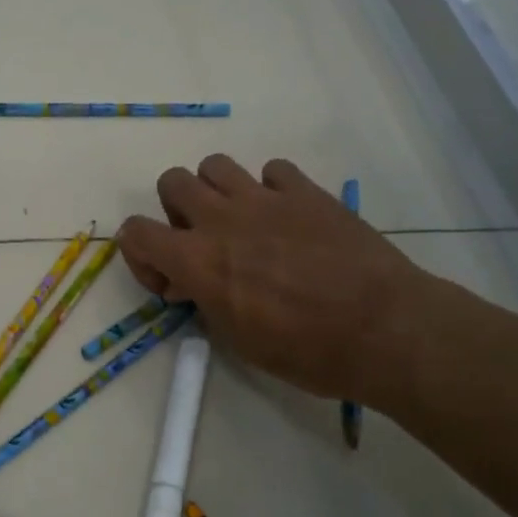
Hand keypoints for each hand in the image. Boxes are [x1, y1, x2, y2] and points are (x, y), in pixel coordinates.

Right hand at [116, 155, 431, 402]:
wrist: (383, 329)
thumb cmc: (306, 350)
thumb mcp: (237, 340)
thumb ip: (204, 302)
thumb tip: (192, 284)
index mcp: (197, 260)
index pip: (134, 232)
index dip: (140, 255)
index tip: (170, 283)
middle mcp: (222, 219)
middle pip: (172, 181)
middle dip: (176, 211)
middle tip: (202, 243)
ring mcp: (265, 198)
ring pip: (215, 165)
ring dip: (217, 192)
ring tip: (240, 223)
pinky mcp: (306, 191)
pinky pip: (272, 170)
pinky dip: (270, 189)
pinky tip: (287, 219)